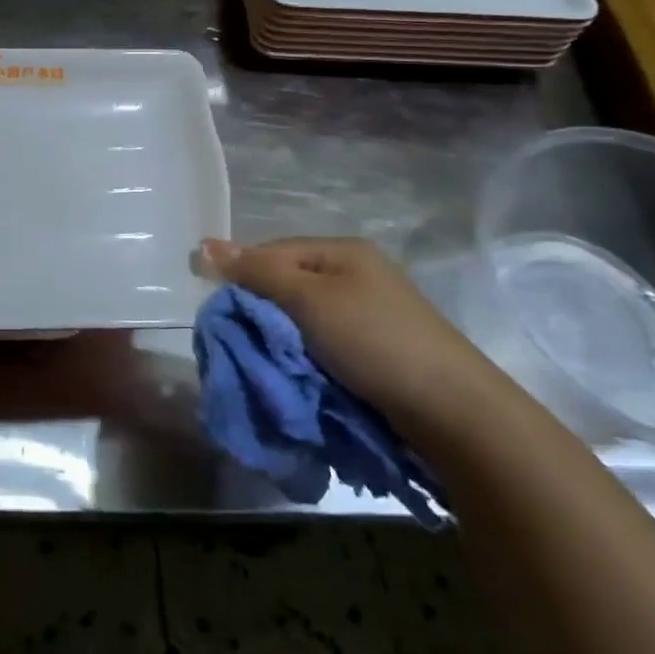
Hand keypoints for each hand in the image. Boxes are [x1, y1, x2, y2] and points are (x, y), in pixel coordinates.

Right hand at [202, 236, 511, 430]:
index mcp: (341, 252)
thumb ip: (257, 273)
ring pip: (302, 318)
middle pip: (286, 284)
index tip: (220, 313)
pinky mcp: (373, 348)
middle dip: (260, 312)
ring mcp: (367, 312)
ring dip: (280, 339)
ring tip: (264, 361)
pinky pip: (322, 342)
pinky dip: (304, 356)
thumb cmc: (373, 341)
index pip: (271, 252)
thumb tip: (204, 244)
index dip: (240, 276)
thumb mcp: (309, 301)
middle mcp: (354, 274)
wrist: (449, 409)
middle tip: (240, 342)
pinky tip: (295, 371)